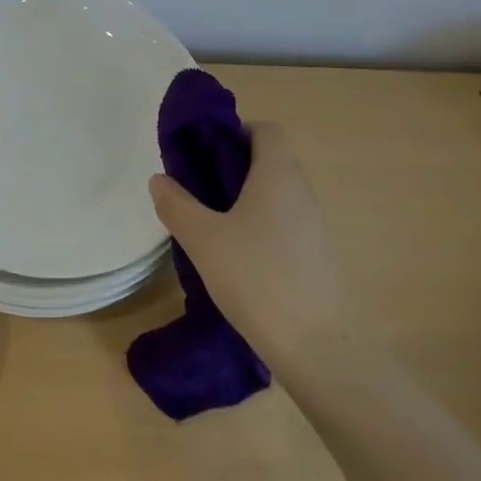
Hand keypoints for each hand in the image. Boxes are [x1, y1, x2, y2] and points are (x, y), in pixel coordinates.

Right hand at [149, 121, 353, 362]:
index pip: (265, 129)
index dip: (234, 132)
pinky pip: (285, 225)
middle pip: (269, 161)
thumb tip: (160, 179)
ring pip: (276, 196)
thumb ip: (176, 204)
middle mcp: (303, 192)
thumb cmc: (258, 278)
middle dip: (232, 168)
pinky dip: (261, 229)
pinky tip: (237, 260)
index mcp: (279, 174)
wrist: (320, 350)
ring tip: (211, 227)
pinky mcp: (319, 259)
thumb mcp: (203, 239)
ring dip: (245, 201)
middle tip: (196, 190)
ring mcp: (316, 227)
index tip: (203, 153)